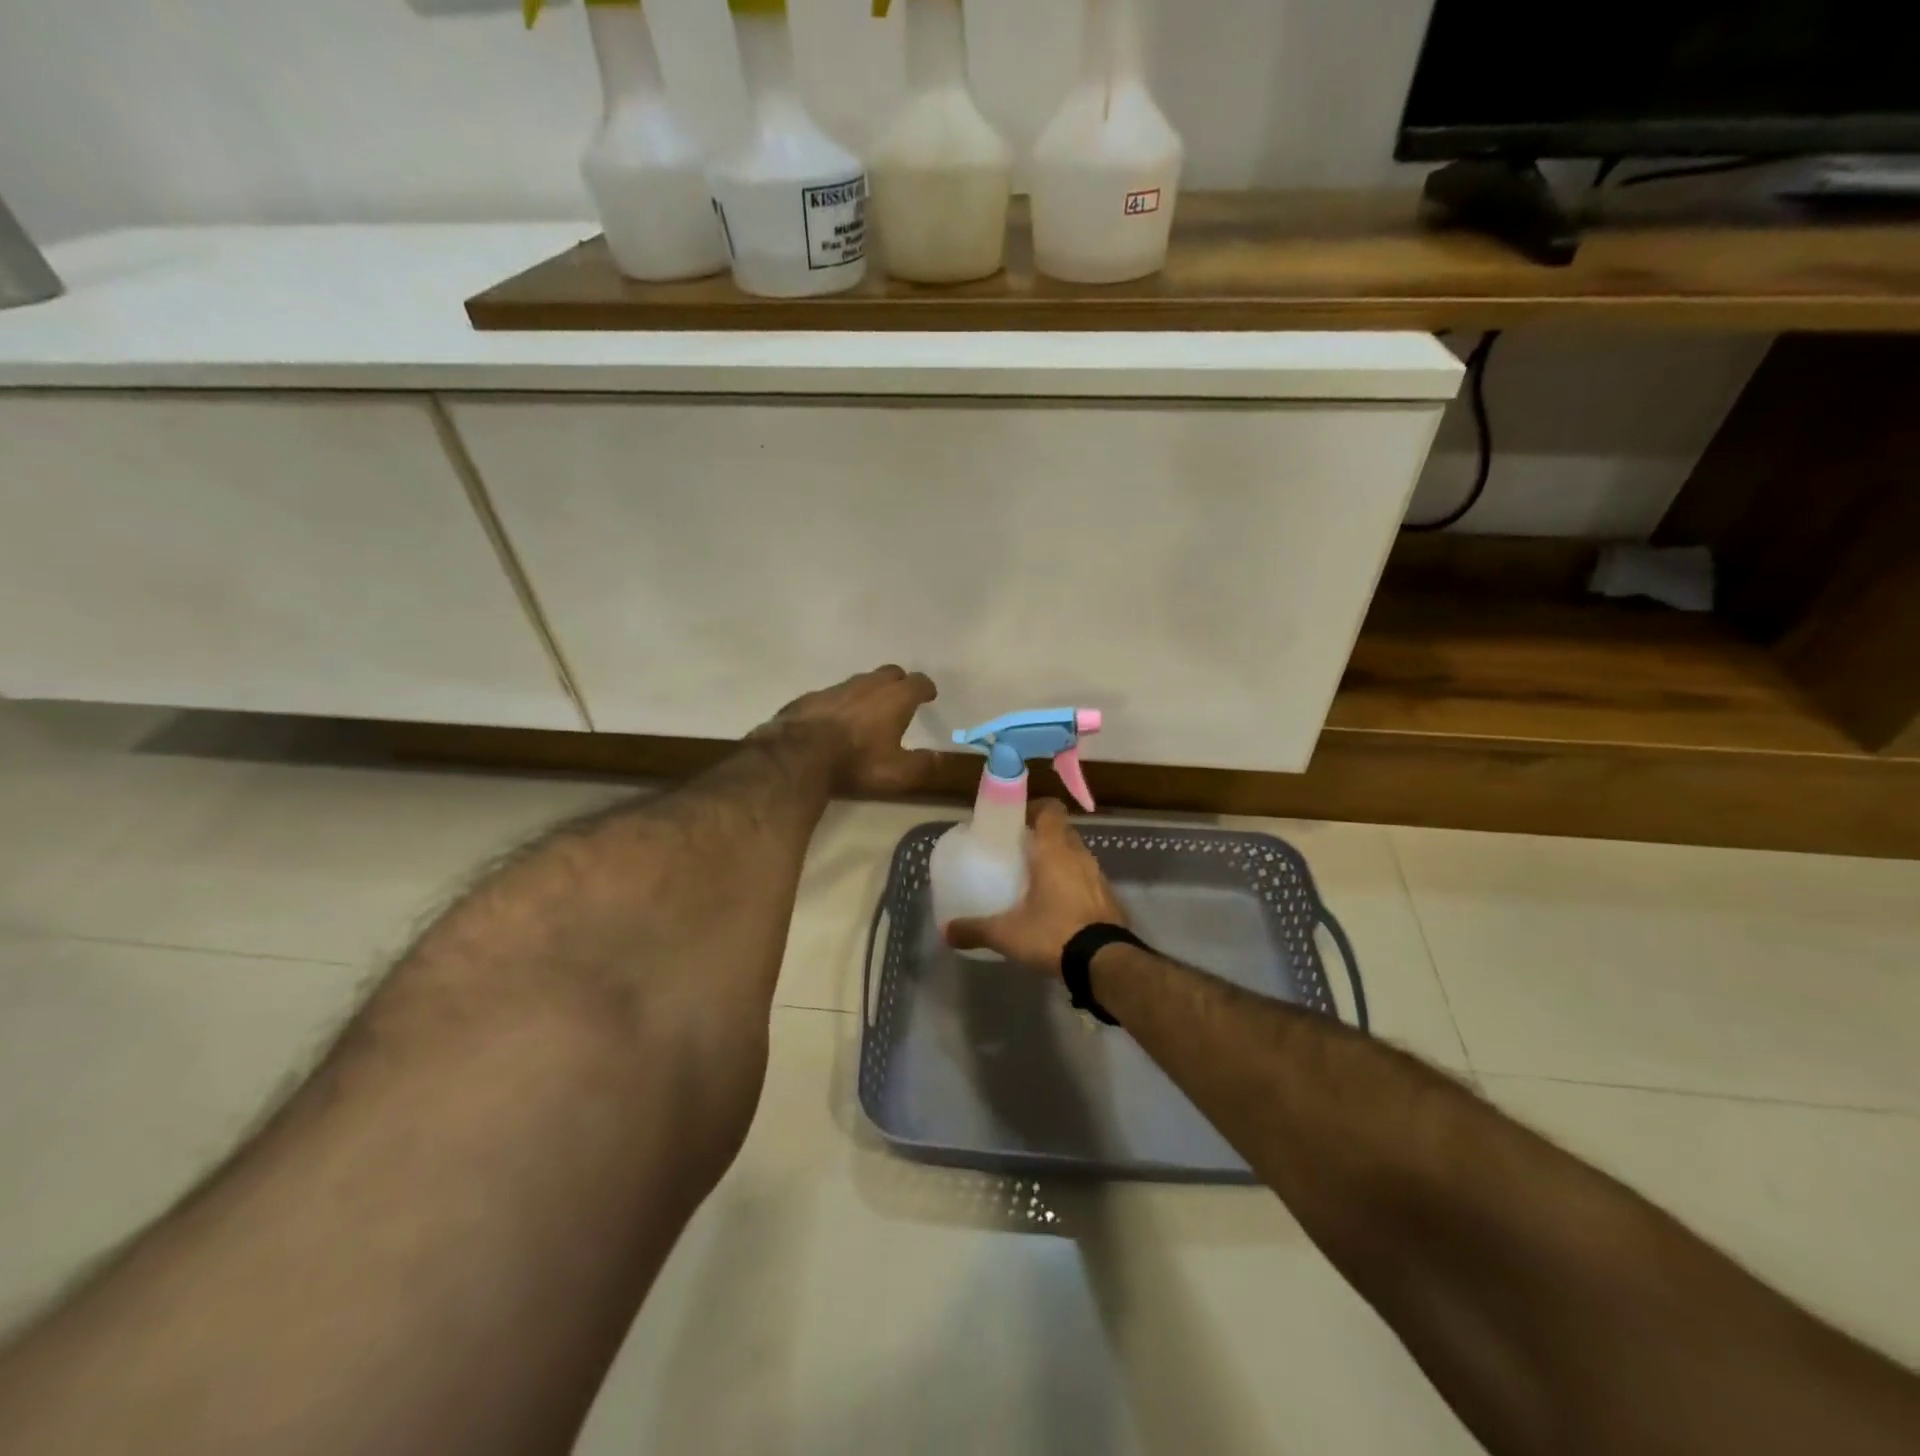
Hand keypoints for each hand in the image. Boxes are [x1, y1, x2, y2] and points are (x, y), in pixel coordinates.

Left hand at [757, 665, 937, 794]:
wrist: (799, 754)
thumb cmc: (856, 761)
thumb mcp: (897, 772)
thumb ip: (922, 764)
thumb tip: (937, 758)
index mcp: (895, 698)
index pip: (918, 683)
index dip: (926, 688)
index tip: (929, 695)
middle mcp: (868, 685)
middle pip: (891, 673)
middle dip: (900, 682)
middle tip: (901, 698)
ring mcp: (837, 688)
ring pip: (861, 681)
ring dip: (870, 691)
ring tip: (869, 710)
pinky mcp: (812, 696)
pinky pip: (835, 694)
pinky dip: (842, 702)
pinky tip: (837, 719)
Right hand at [945, 799, 1128, 975]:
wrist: (1105, 963)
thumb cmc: (1053, 934)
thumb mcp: (1007, 934)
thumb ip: (975, 929)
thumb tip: (946, 931)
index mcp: (1055, 851)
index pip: (1050, 809)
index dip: (1033, 808)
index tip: (1015, 821)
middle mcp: (1080, 855)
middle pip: (1062, 830)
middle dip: (1042, 835)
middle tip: (1019, 850)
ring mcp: (1098, 876)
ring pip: (1076, 854)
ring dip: (1059, 859)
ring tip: (1036, 878)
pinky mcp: (1109, 897)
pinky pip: (1088, 878)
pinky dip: (1073, 882)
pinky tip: (1058, 905)